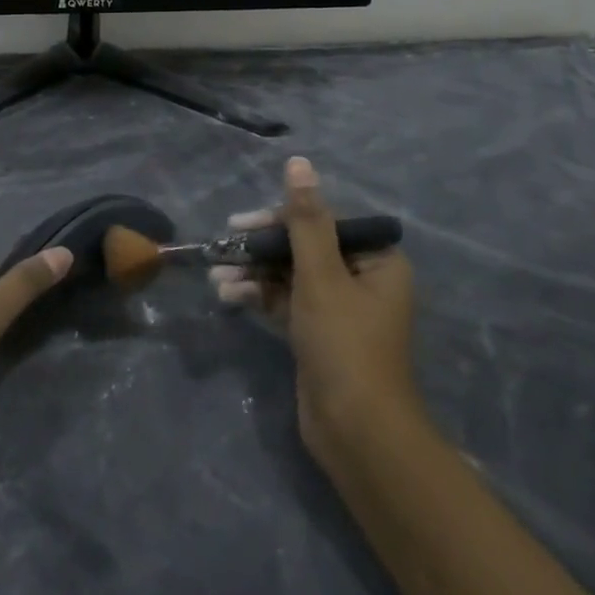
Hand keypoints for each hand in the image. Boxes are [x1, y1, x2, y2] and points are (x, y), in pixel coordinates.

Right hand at [211, 157, 418, 465]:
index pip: (323, 222)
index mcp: (376, 260)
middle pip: (303, 247)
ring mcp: (338, 309)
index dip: (281, 217)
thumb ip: (306, 220)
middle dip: (261, 249)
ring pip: (290, 276)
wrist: (356, 431)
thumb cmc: (344, 343)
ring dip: (254, 273)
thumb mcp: (321, 275)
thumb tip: (299, 163)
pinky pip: (285, 302)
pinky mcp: (317, 334)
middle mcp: (362, 279)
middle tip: (224, 246)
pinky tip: (228, 296)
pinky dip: (259, 297)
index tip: (243, 223)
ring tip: (217, 277)